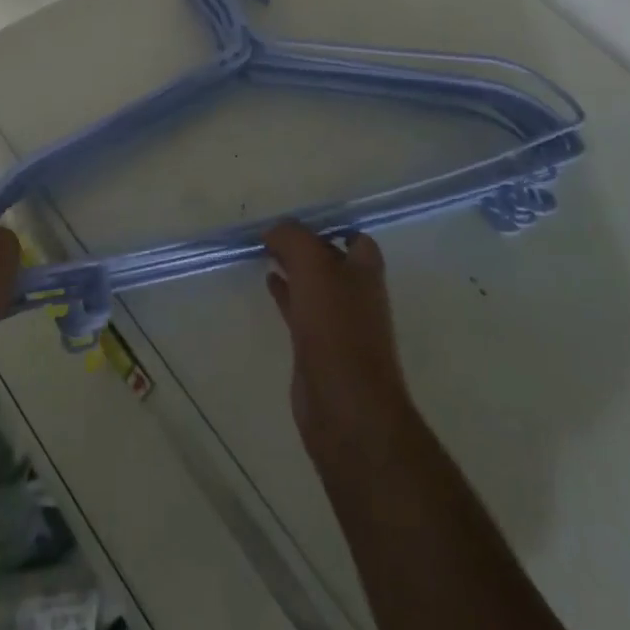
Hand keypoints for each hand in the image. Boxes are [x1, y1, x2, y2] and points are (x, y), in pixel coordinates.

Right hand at [263, 223, 417, 463]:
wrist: (345, 407)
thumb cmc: (336, 328)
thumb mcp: (313, 267)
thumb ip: (293, 238)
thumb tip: (274, 230)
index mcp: (365, 273)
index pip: (356, 239)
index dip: (331, 227)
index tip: (298, 222)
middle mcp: (356, 295)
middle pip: (331, 261)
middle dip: (306, 246)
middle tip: (273, 234)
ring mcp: (338, 324)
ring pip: (314, 285)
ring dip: (293, 268)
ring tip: (265, 253)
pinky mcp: (318, 349)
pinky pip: (300, 310)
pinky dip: (285, 294)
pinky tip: (268, 283)